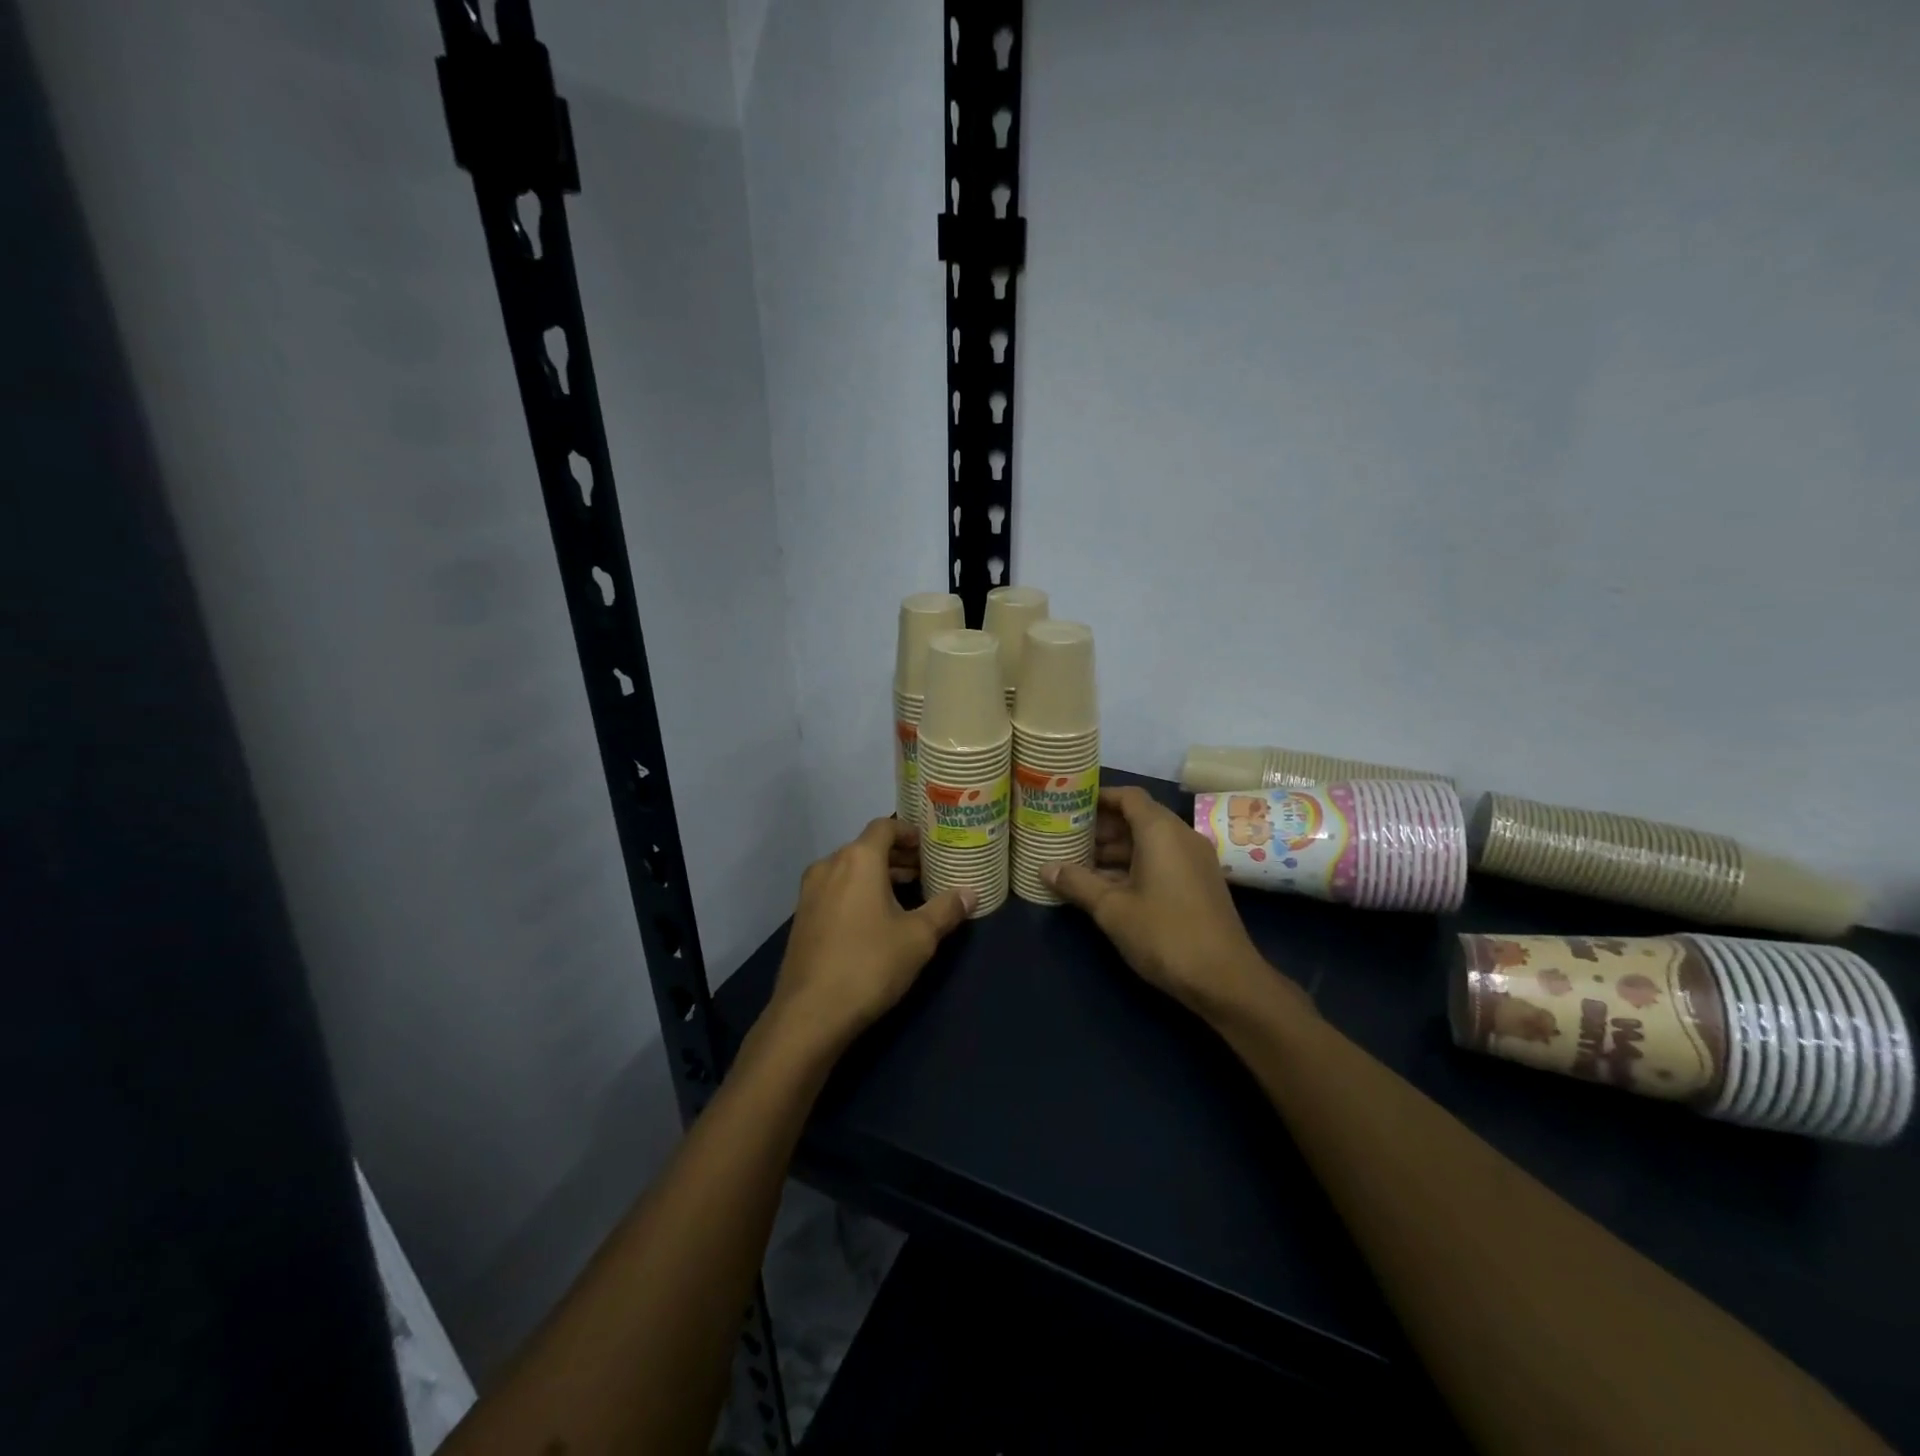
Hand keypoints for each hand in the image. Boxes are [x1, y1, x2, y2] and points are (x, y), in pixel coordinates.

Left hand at [769, 818, 974, 1048]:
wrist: (810, 1013)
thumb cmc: (870, 964)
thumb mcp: (918, 938)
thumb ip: (946, 910)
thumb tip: (970, 894)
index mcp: (858, 859)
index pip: (885, 826)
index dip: (909, 833)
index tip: (930, 847)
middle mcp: (829, 865)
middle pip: (867, 847)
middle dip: (897, 857)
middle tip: (926, 873)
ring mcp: (810, 892)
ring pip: (849, 870)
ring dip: (878, 876)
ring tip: (906, 896)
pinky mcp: (802, 917)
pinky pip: (836, 890)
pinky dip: (858, 892)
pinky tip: (876, 920)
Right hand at [1044, 786, 1297, 1023]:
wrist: (1225, 979)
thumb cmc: (1165, 934)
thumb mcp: (1112, 909)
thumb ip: (1077, 883)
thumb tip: (1045, 868)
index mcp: (1161, 831)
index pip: (1128, 796)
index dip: (1098, 797)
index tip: (1070, 805)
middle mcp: (1181, 836)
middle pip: (1137, 817)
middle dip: (1102, 826)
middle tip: (1066, 836)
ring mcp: (1194, 860)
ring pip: (1149, 842)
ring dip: (1115, 849)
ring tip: (1078, 862)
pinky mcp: (1199, 883)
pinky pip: (1161, 860)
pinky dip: (1134, 865)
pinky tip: (1106, 886)